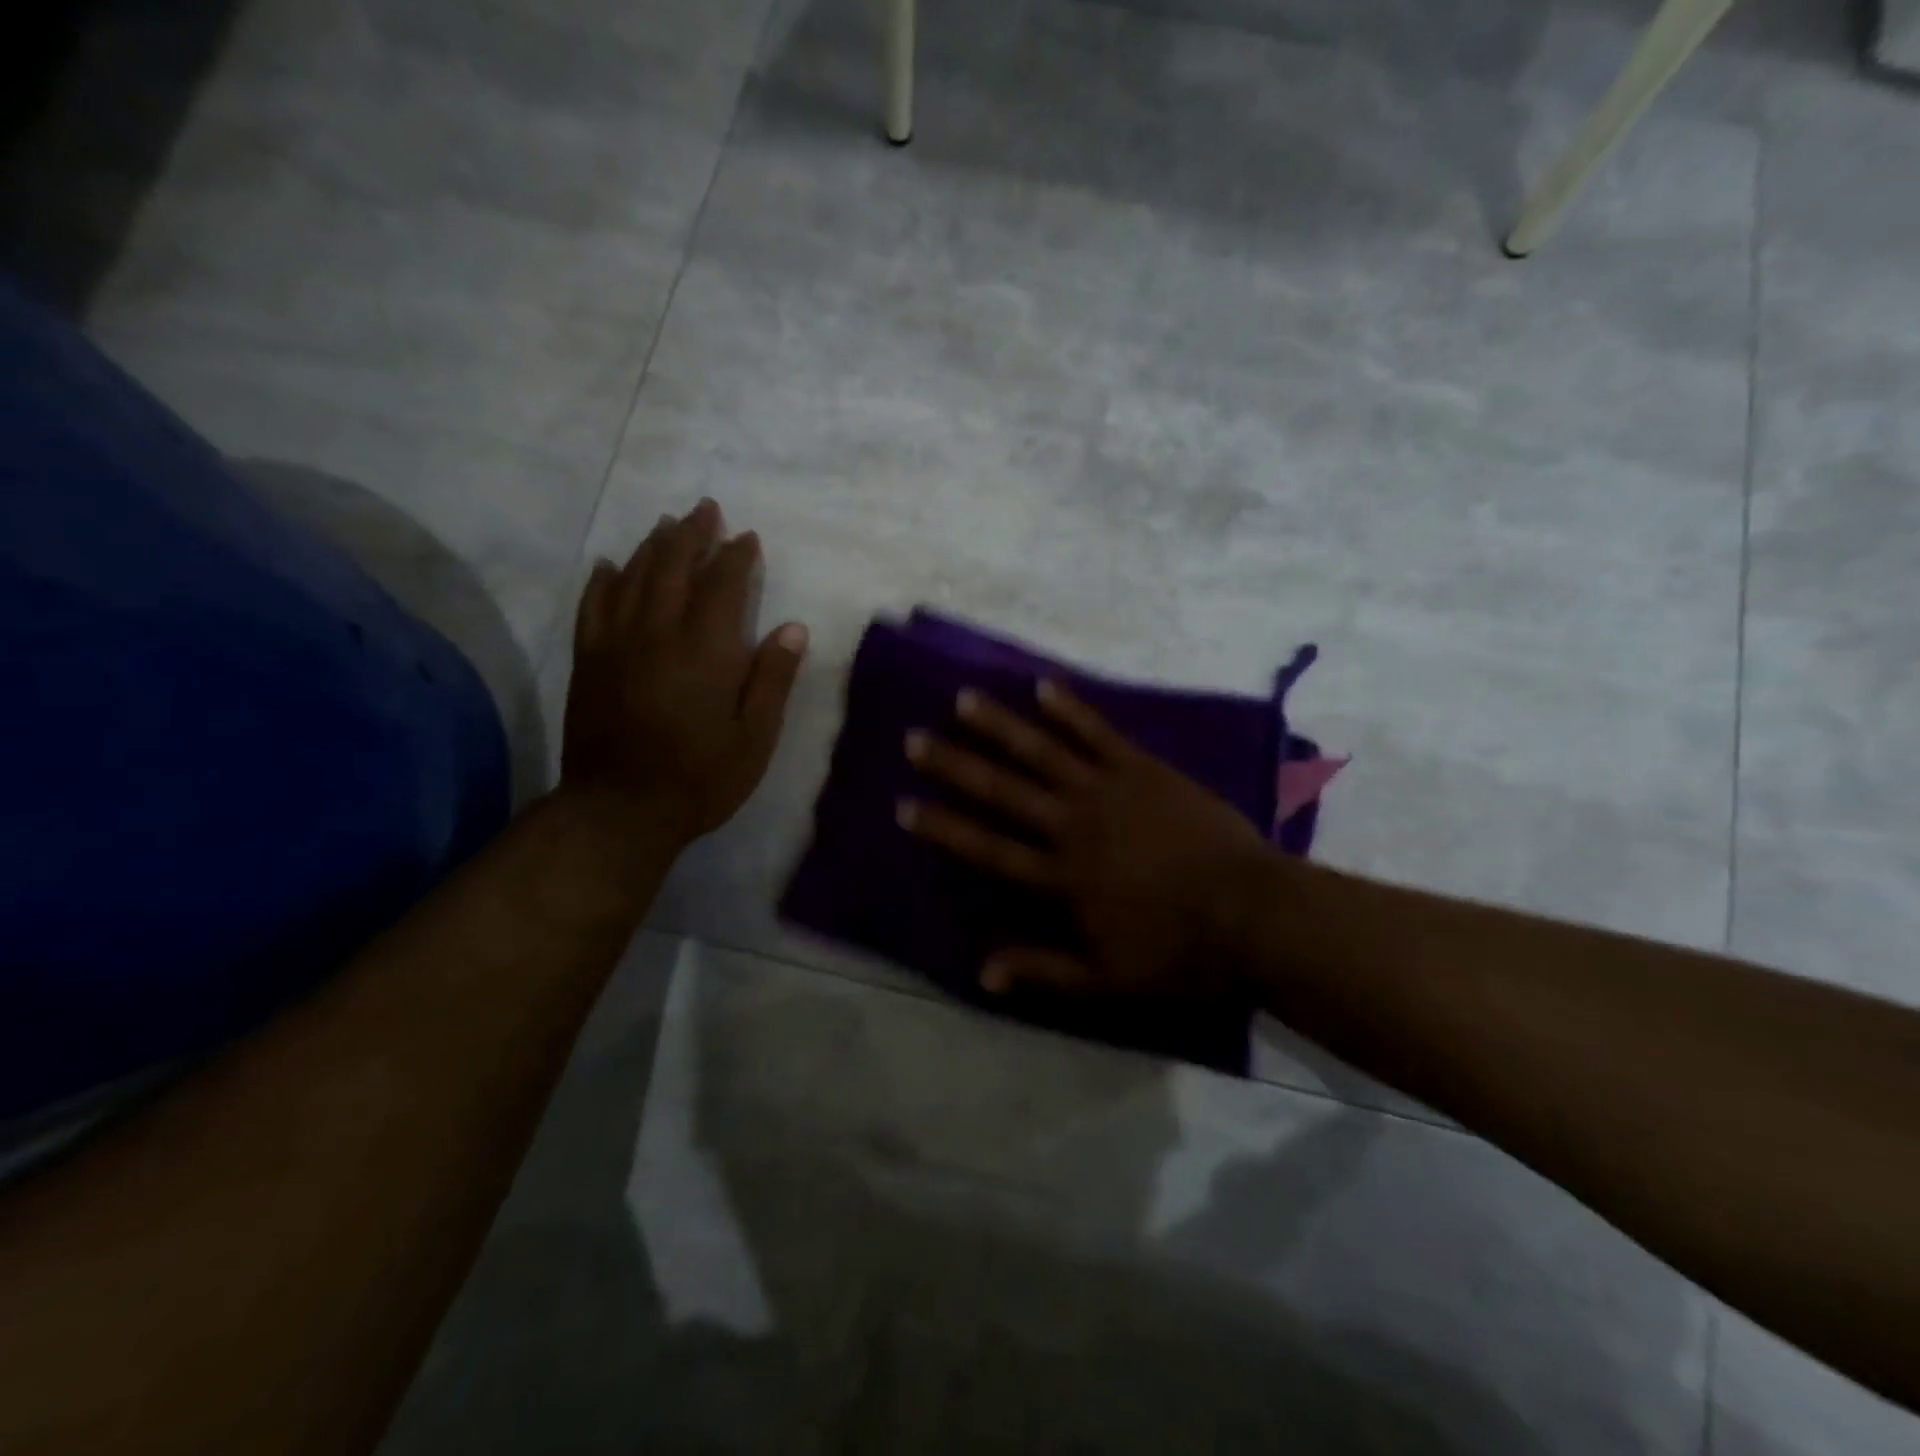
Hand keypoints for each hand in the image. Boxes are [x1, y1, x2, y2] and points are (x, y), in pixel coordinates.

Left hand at [561, 499, 807, 844]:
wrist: (620, 810)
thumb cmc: (701, 777)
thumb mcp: (755, 737)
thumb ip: (772, 679)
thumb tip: (793, 628)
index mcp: (706, 649)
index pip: (723, 585)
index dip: (736, 556)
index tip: (747, 538)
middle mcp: (659, 632)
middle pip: (674, 567)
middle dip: (692, 534)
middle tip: (705, 509)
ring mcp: (617, 643)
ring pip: (634, 577)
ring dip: (653, 546)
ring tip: (667, 525)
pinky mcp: (589, 661)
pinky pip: (593, 606)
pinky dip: (604, 580)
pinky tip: (610, 565)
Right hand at [899, 682, 1272, 996]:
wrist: (1254, 912)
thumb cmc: (1180, 951)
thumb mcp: (1108, 978)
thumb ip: (1044, 970)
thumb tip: (982, 972)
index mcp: (1061, 876)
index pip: (988, 848)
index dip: (944, 828)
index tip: (904, 806)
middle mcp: (1073, 824)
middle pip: (1003, 790)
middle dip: (954, 765)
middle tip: (915, 738)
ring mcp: (1108, 790)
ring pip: (1042, 750)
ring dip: (1000, 725)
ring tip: (964, 699)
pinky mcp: (1143, 768)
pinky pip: (1098, 733)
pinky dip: (1070, 709)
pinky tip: (1043, 687)